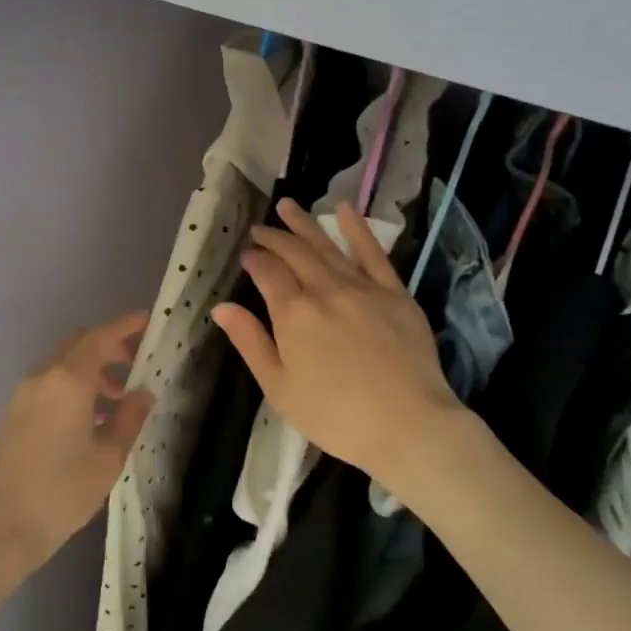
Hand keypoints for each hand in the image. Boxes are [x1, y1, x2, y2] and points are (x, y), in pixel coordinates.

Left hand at [0, 311, 153, 578]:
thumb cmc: (60, 492)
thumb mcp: (108, 458)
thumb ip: (129, 418)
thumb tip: (143, 393)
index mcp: (69, 379)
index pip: (101, 337)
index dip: (125, 326)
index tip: (146, 321)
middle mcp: (43, 376)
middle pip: (79, 345)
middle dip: (108, 348)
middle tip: (135, 366)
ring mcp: (23, 394)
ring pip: (63, 365)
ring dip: (91, 371)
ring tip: (116, 402)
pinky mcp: (12, 414)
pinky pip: (49, 385)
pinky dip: (72, 387)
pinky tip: (88, 421)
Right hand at [213, 200, 460, 496]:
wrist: (408, 425)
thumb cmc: (336, 416)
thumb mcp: (280, 388)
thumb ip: (251, 342)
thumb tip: (222, 307)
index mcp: (294, 313)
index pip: (268, 273)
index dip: (254, 260)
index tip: (246, 255)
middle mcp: (325, 289)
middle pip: (295, 253)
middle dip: (274, 237)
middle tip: (259, 228)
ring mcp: (362, 287)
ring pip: (328, 246)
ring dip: (305, 224)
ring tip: (288, 206)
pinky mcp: (395, 293)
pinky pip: (374, 253)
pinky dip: (358, 229)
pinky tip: (346, 210)